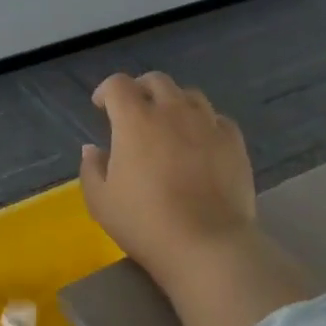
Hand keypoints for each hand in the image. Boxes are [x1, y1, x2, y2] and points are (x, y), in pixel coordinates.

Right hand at [80, 72, 314, 325]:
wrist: (206, 244)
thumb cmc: (145, 223)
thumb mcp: (101, 201)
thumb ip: (91, 169)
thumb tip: (92, 149)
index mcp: (135, 120)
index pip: (118, 85)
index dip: (106, 91)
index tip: (101, 106)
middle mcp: (172, 111)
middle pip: (156, 81)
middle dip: (140, 89)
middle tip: (134, 110)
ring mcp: (207, 124)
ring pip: (190, 95)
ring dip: (174, 102)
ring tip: (169, 123)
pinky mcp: (234, 142)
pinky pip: (217, 119)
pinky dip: (204, 123)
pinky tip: (200, 142)